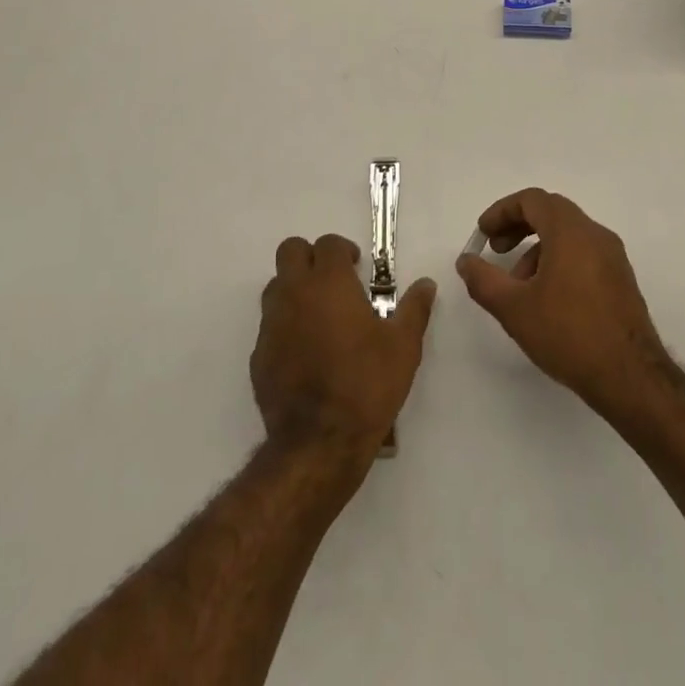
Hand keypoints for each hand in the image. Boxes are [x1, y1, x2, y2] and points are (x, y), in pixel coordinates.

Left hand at [251, 234, 435, 467]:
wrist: (319, 442)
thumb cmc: (366, 385)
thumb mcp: (403, 347)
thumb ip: (414, 309)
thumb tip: (426, 285)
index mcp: (328, 283)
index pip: (327, 243)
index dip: (342, 250)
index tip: (357, 267)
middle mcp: (294, 293)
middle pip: (290, 251)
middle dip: (310, 257)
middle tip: (333, 280)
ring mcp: (272, 323)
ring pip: (276, 286)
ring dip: (295, 289)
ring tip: (320, 315)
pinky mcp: (259, 354)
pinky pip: (270, 325)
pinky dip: (286, 326)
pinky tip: (305, 352)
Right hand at [456, 189, 667, 415]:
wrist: (631, 378)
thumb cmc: (568, 334)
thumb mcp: (514, 308)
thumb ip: (483, 280)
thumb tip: (466, 261)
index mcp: (571, 231)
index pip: (532, 200)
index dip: (502, 211)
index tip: (484, 234)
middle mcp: (595, 235)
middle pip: (551, 213)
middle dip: (518, 227)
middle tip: (496, 251)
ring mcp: (613, 258)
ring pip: (567, 236)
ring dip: (537, 250)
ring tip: (519, 287)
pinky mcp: (621, 281)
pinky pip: (583, 255)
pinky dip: (558, 262)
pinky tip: (547, 300)